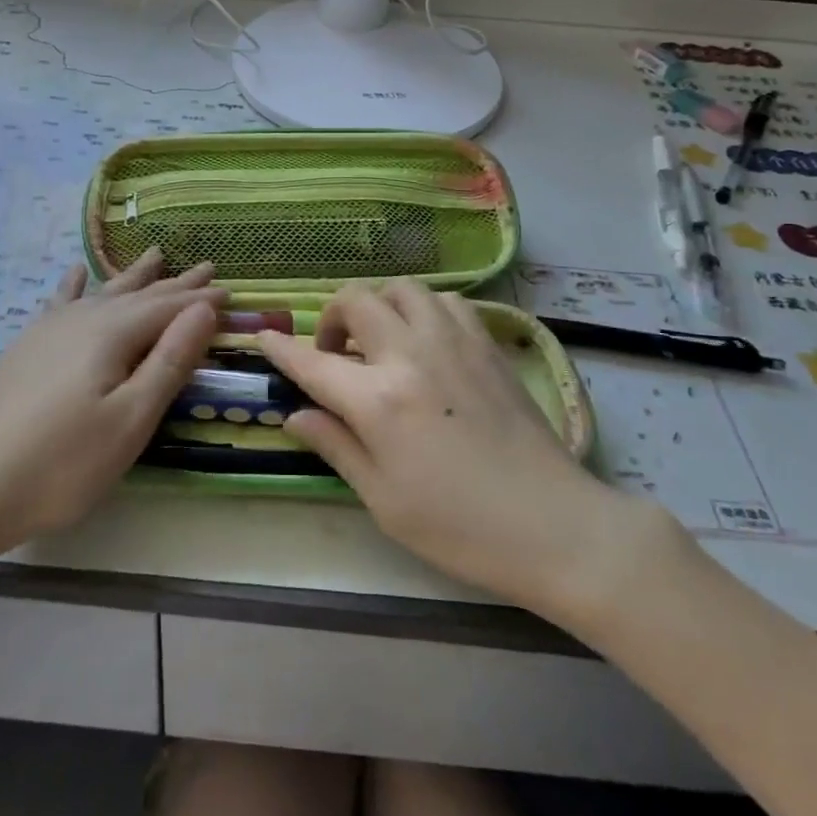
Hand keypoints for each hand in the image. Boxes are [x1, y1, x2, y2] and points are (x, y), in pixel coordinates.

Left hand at [0, 249, 226, 552]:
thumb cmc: (65, 464)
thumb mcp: (132, 419)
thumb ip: (170, 360)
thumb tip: (204, 309)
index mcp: (112, 333)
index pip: (169, 307)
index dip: (201, 301)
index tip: (231, 291)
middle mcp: (82, 318)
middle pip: (139, 294)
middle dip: (176, 283)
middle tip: (207, 267)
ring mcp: (49, 330)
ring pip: (103, 292)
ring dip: (134, 276)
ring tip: (156, 254)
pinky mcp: (27, 347)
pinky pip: (60, 302)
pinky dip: (75, 285)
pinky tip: (76, 273)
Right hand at [259, 279, 679, 613]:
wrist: (552, 523)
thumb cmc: (459, 527)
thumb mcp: (384, 499)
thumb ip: (336, 446)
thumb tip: (297, 416)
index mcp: (377, 400)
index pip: (313, 362)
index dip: (282, 348)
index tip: (264, 338)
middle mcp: (411, 355)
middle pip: (357, 300)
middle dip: (332, 317)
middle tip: (336, 354)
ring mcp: (453, 342)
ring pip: (403, 288)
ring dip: (380, 305)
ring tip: (381, 341)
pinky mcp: (487, 344)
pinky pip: (446, 302)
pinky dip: (424, 310)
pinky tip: (427, 342)